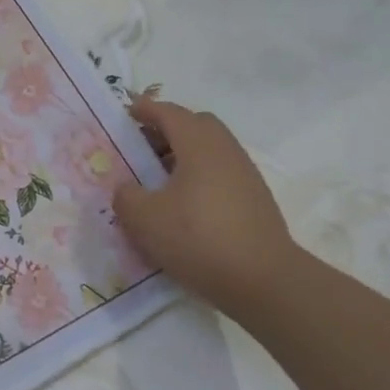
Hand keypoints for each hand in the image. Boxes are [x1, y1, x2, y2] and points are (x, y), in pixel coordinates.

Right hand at [114, 97, 302, 315]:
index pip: (169, 113)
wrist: (263, 280)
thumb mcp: (144, 219)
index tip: (126, 112)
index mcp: (198, 144)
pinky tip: (184, 206)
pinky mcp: (255, 199)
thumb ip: (126, 196)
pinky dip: (198, 176)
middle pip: (195, 125)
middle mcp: (225, 150)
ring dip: (183, 155)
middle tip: (141, 149)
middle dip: (167, 130)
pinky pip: (220, 173)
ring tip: (158, 181)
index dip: (145, 109)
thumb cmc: (198, 238)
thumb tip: (127, 189)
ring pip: (210, 150)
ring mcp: (245, 174)